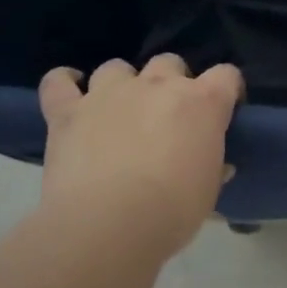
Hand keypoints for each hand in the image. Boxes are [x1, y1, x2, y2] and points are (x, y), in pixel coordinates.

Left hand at [37, 54, 243, 258]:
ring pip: (117, 68)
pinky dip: (63, 83)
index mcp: (203, 103)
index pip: (226, 75)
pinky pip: (58, 83)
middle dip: (171, 82)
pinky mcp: (68, 111)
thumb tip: (219, 166)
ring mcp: (109, 94)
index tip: (224, 111)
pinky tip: (69, 90)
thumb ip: (214, 167)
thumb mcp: (209, 190)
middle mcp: (158, 85)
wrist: (108, 226)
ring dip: (122, 83)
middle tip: (168, 115)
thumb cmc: (172, 210)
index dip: (227, 90)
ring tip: (120, 109)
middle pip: (170, 62)